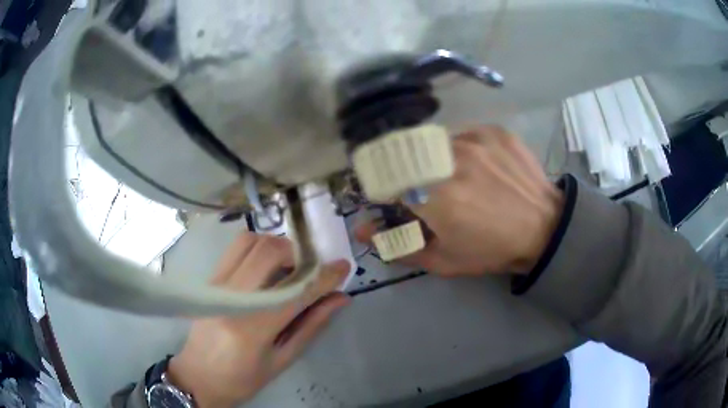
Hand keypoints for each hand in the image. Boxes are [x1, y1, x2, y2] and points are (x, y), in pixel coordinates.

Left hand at [167, 233, 349, 407]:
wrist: (198, 377)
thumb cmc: (242, 378)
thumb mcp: (282, 361)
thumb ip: (311, 326)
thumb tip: (339, 298)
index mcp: (252, 329)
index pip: (295, 292)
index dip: (324, 276)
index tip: (343, 266)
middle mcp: (231, 299)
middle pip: (268, 252)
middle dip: (299, 253)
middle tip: (312, 269)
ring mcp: (216, 285)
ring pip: (250, 242)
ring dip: (277, 246)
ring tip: (290, 267)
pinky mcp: (210, 280)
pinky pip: (236, 250)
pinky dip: (259, 249)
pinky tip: (269, 268)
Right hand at [357, 125, 563, 276]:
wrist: (545, 228)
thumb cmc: (492, 250)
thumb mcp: (443, 260)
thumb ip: (398, 244)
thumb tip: (361, 229)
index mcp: (433, 196)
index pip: (384, 179)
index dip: (387, 190)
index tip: (398, 200)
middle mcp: (449, 160)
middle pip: (405, 155)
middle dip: (408, 174)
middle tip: (431, 193)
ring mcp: (474, 140)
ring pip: (433, 143)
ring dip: (435, 161)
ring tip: (461, 180)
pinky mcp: (493, 131)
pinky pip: (462, 134)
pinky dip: (462, 150)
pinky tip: (480, 167)